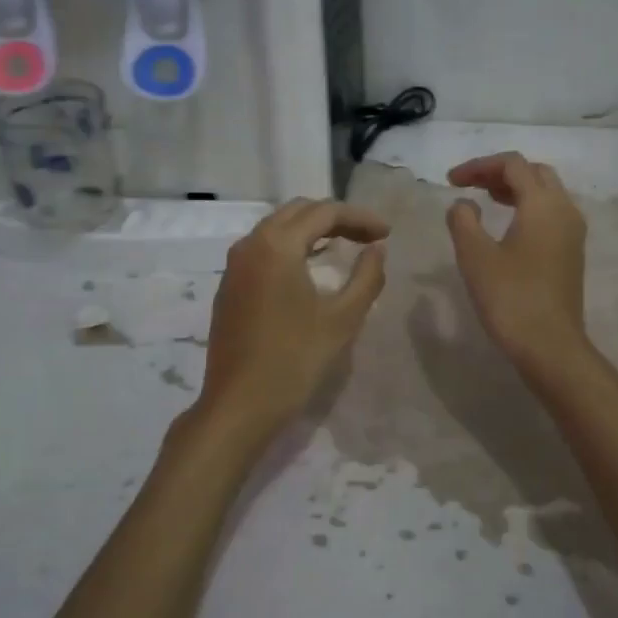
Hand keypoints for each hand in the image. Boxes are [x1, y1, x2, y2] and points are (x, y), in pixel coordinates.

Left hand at [194, 198, 388, 442]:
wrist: (238, 406)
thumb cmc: (294, 361)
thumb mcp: (342, 319)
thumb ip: (367, 277)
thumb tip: (377, 249)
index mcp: (276, 245)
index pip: (324, 212)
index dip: (360, 218)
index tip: (388, 233)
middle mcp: (250, 244)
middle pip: (298, 212)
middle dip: (336, 218)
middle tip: (368, 236)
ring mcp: (234, 265)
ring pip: (277, 228)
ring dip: (312, 230)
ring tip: (344, 245)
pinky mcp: (229, 286)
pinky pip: (263, 249)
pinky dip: (291, 247)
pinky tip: (310, 266)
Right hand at [445, 153, 590, 377]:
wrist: (550, 346)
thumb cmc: (511, 298)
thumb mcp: (475, 256)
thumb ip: (464, 220)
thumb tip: (464, 203)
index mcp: (543, 204)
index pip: (513, 165)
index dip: (479, 166)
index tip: (450, 181)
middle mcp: (565, 210)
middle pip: (535, 173)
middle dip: (500, 173)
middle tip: (470, 185)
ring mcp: (573, 232)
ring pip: (546, 193)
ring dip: (515, 189)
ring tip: (485, 200)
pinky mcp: (572, 253)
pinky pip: (551, 213)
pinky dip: (527, 207)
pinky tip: (507, 226)